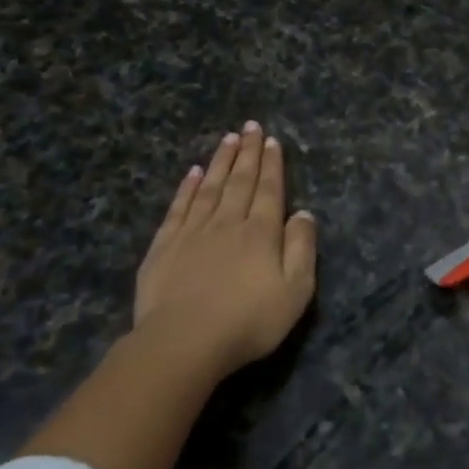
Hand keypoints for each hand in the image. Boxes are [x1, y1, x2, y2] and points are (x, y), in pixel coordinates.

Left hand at [135, 121, 317, 381]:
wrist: (183, 342)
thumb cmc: (248, 321)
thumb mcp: (295, 291)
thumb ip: (302, 248)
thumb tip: (304, 213)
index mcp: (261, 232)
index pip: (269, 189)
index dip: (272, 164)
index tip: (272, 140)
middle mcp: (228, 222)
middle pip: (240, 181)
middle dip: (248, 152)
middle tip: (251, 126)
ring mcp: (193, 232)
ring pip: (210, 187)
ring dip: (220, 161)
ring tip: (228, 139)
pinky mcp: (164, 246)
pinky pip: (179, 208)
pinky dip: (186, 188)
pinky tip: (191, 173)